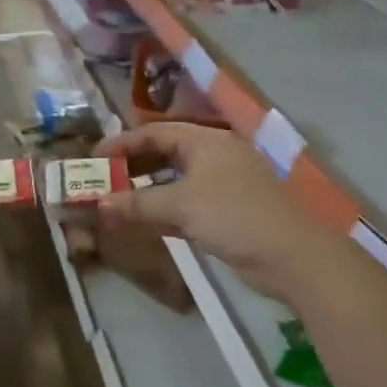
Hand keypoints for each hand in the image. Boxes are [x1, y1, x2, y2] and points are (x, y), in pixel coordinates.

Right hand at [94, 123, 342, 302]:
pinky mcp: (227, 212)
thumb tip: (99, 203)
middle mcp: (214, 156)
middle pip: (165, 154)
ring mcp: (223, 185)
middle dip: (132, 167)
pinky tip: (143, 222)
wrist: (291, 254)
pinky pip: (186, 204)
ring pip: (175, 181)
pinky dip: (164, 210)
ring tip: (115, 202)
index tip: (94, 157)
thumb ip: (138, 202)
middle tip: (102, 181)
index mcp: (206, 141)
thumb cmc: (234, 215)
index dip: (123, 143)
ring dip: (146, 192)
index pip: (155, 132)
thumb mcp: (181, 205)